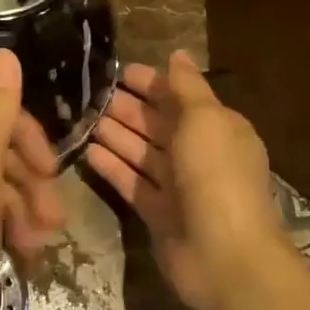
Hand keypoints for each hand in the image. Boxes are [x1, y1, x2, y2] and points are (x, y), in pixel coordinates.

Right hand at [85, 50, 284, 309]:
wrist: (225, 256)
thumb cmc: (216, 175)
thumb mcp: (205, 119)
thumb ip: (187, 86)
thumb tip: (179, 54)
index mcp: (218, 128)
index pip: (180, 97)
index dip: (151, 83)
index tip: (118, 72)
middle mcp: (199, 154)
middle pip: (158, 124)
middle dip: (128, 108)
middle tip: (90, 93)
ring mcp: (179, 187)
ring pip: (142, 153)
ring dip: (116, 135)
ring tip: (83, 118)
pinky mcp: (159, 214)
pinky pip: (132, 183)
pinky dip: (113, 167)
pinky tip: (87, 151)